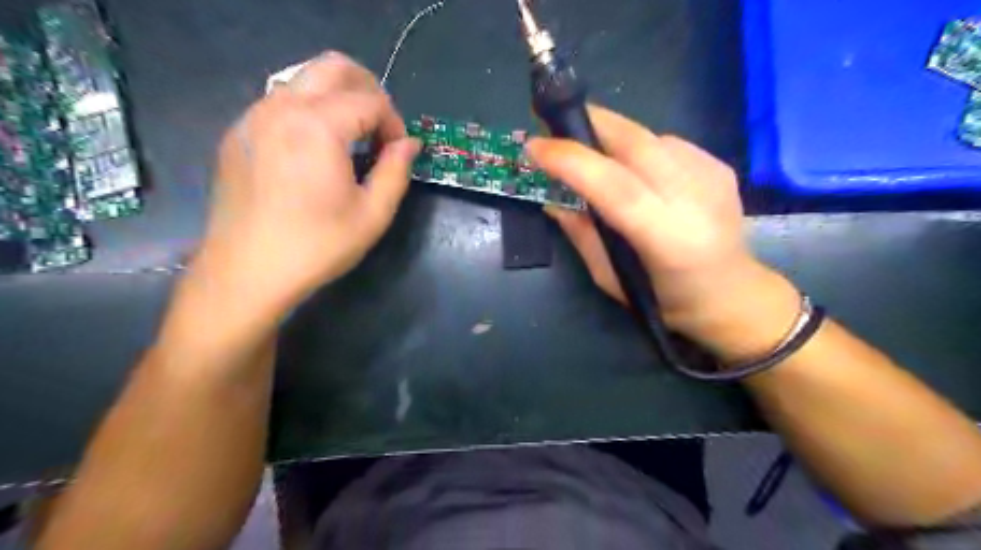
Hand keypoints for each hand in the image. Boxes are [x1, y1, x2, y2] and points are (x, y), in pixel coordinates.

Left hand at [192, 53, 421, 317]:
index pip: (371, 100)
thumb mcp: (372, 215)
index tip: (398, 153)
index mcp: (318, 126)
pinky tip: (314, 150)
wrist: (246, 273)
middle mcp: (281, 107)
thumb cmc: (317, 246)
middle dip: (369, 90)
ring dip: (337, 98)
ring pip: (304, 79)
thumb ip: (396, 171)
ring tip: (351, 138)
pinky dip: (308, 111)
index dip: (394, 122)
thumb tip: (409, 144)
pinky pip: (280, 102)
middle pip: (334, 66)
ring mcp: (253, 117)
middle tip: (380, 127)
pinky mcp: (237, 134)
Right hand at [529, 104, 795, 351]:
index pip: (614, 185)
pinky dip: (639, 147)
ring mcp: (712, 177)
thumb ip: (581, 235)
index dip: (572, 160)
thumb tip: (552, 200)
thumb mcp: (610, 278)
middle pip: (637, 143)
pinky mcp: (720, 166)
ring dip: (613, 136)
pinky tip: (634, 168)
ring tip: (593, 151)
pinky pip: (667, 143)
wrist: (731, 294)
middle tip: (556, 123)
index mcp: (666, 238)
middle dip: (590, 124)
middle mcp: (693, 199)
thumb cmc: (664, 299)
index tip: (535, 146)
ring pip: (650, 137)